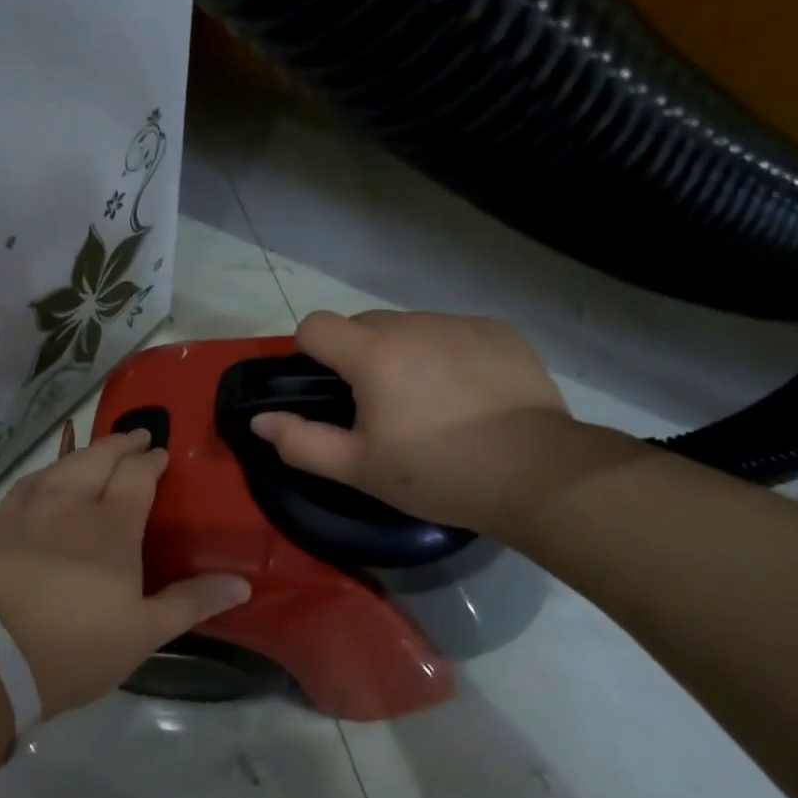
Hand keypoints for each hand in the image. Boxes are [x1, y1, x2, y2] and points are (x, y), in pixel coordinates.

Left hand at [0, 425, 251, 717]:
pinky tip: (51, 476)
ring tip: (99, 450)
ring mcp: (32, 509)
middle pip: (99, 458)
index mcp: (113, 526)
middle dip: (122, 443)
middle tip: (138, 436)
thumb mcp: (145, 631)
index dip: (151, 460)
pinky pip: (29, 482)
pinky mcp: (1, 523)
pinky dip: (48, 471)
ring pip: (63, 464)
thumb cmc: (79, 646)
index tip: (161, 454)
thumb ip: (193, 601)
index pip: (136, 475)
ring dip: (86, 451)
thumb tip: (243, 584)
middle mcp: (73, 503)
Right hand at [249, 309, 573, 537]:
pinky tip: (468, 393)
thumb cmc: (439, 474)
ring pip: (409, 327)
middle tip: (380, 407)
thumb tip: (259, 420)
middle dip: (357, 355)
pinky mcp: (499, 330)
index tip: (329, 392)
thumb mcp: (359, 469)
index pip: (315, 325)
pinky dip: (446, 352)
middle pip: (362, 323)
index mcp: (373, 354)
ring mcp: (460, 322)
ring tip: (429, 402)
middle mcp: (413, 324)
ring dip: (402, 353)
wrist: (538, 474)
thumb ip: (301, 442)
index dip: (310, 354)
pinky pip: (452, 331)